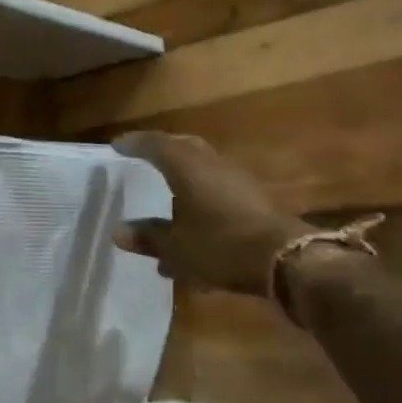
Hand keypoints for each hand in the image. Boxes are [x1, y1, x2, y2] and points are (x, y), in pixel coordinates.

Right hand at [113, 131, 310, 295]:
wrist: (284, 258)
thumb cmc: (220, 245)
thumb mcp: (176, 247)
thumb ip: (148, 237)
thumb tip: (118, 232)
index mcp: (187, 168)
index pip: (156, 145)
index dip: (135, 144)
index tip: (117, 145)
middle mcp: (211, 165)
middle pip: (183, 148)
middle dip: (162, 151)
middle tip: (143, 157)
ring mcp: (236, 181)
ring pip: (202, 169)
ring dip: (182, 177)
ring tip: (165, 197)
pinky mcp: (252, 199)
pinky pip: (217, 189)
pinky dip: (199, 198)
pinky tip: (192, 225)